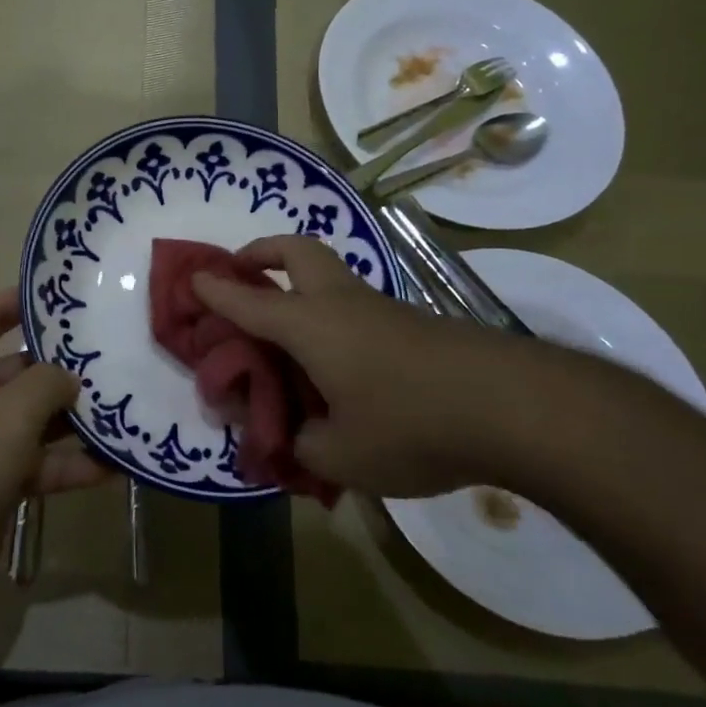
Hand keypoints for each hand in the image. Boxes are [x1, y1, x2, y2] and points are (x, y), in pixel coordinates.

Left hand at [0, 286, 109, 622]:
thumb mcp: (4, 415)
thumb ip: (45, 384)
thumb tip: (71, 377)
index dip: (21, 301)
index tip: (67, 295)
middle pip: (21, 370)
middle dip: (65, 367)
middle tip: (117, 356)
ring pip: (36, 420)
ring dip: (77, 419)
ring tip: (127, 406)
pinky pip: (41, 464)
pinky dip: (73, 465)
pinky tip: (117, 464)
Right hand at [190, 235, 541, 496]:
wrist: (513, 406)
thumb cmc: (410, 425)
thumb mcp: (341, 456)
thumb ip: (301, 447)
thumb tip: (288, 440)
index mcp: (310, 325)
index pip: (249, 300)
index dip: (216, 288)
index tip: (192, 277)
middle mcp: (340, 303)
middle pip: (297, 249)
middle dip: (262, 250)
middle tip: (244, 269)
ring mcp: (381, 308)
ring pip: (330, 274)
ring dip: (300, 282)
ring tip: (288, 327)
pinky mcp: (413, 323)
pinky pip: (356, 305)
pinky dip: (332, 315)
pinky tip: (341, 362)